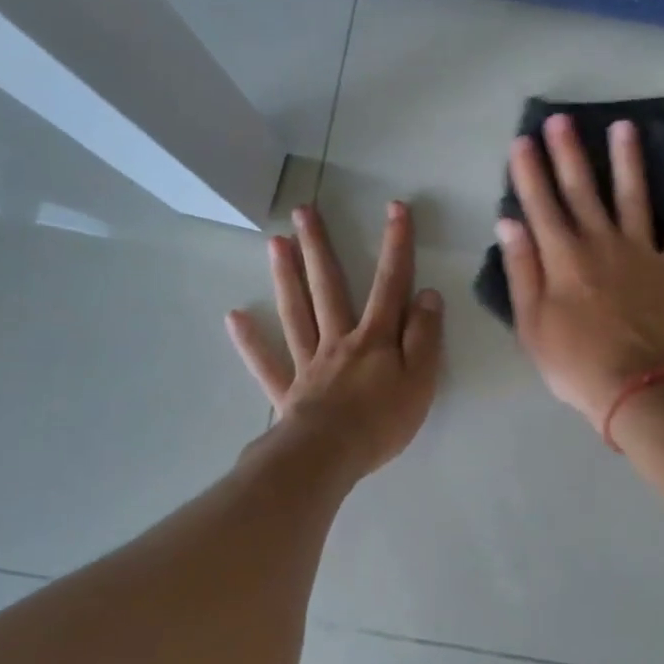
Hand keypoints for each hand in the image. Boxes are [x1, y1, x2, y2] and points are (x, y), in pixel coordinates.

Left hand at [227, 200, 443, 479]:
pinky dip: (251, 341)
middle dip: (320, 247)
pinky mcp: (288, 390)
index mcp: (374, 338)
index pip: (390, 284)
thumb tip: (427, 295)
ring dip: (287, 276)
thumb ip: (424, 336)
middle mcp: (339, 340)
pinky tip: (236, 317)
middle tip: (303, 210)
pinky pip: (267, 362)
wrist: (329, 456)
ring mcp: (309, 363)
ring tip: (276, 242)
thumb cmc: (382, 421)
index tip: (396, 208)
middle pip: (329, 287)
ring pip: (296, 313)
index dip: (396, 245)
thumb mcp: (421, 379)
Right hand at [498, 114, 663, 427]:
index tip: (523, 141)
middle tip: (562, 119)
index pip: (540, 205)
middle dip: (568, 153)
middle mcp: (600, 243)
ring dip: (627, 160)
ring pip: (632, 196)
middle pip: (581, 191)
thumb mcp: (532, 324)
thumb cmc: (575, 363)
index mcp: (562, 258)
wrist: (637, 387)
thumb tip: (509, 223)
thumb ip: (522, 270)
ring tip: (624, 126)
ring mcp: (642, 252)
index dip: (529, 172)